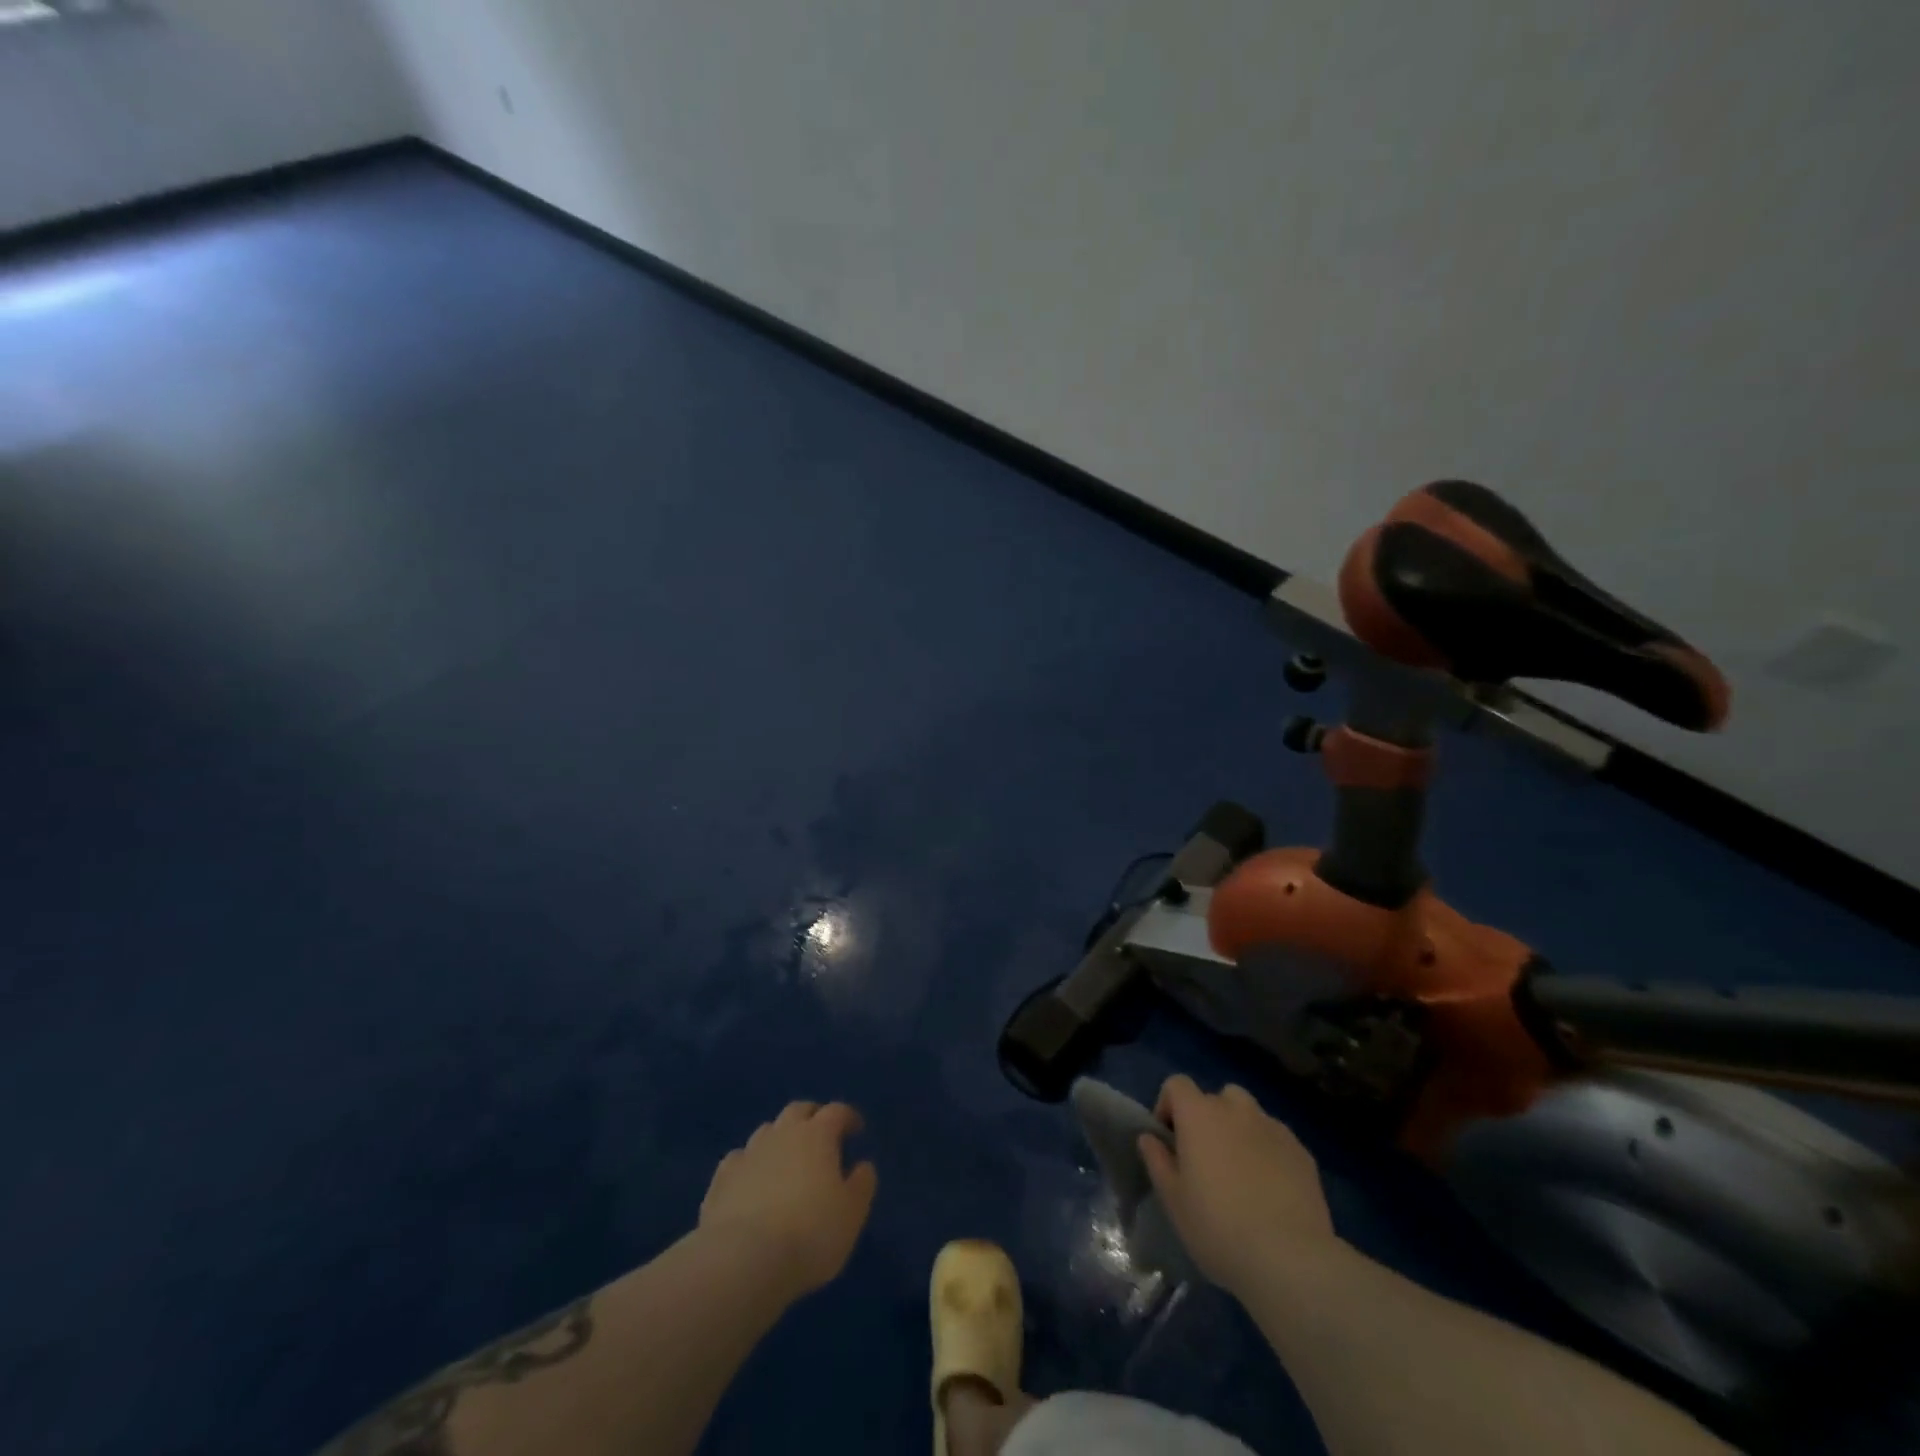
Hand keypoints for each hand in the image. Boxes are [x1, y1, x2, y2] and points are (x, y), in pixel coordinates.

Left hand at [698, 1101, 877, 1299]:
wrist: (744, 1260)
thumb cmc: (810, 1233)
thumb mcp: (852, 1213)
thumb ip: (862, 1184)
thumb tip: (862, 1165)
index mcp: (818, 1135)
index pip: (836, 1112)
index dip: (848, 1117)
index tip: (856, 1129)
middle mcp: (782, 1133)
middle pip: (798, 1110)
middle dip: (812, 1117)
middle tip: (821, 1135)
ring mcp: (749, 1153)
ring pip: (767, 1131)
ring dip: (779, 1138)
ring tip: (786, 1160)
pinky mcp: (721, 1179)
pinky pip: (739, 1160)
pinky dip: (749, 1164)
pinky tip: (750, 1181)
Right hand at [1138, 1075, 1338, 1293]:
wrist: (1290, 1260)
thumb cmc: (1218, 1227)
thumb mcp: (1173, 1200)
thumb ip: (1157, 1160)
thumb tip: (1150, 1138)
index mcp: (1199, 1114)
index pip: (1177, 1084)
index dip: (1168, 1106)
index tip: (1170, 1142)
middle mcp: (1236, 1109)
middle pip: (1216, 1097)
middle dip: (1207, 1119)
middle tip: (1206, 1160)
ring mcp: (1273, 1128)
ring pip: (1250, 1115)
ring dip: (1240, 1131)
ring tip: (1241, 1172)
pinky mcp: (1302, 1152)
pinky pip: (1276, 1139)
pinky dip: (1268, 1152)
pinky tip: (1271, 1190)